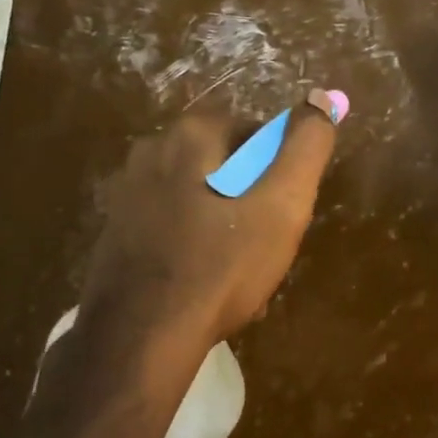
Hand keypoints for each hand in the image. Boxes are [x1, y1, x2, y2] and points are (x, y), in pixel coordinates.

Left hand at [79, 93, 342, 349]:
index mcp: (189, 135)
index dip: (279, 174)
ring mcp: (126, 194)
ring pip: (200, 201)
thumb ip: (306, 148)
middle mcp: (150, 151)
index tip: (284, 216)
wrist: (140, 338)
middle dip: (252, 203)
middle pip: (226, 168)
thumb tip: (322, 99)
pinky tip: (206, 288)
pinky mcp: (115, 234)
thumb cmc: (220, 266)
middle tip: (266, 249)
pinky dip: (195, 249)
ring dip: (226, 230)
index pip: (256, 134)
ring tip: (239, 276)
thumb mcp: (281, 205)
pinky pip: (173, 229)